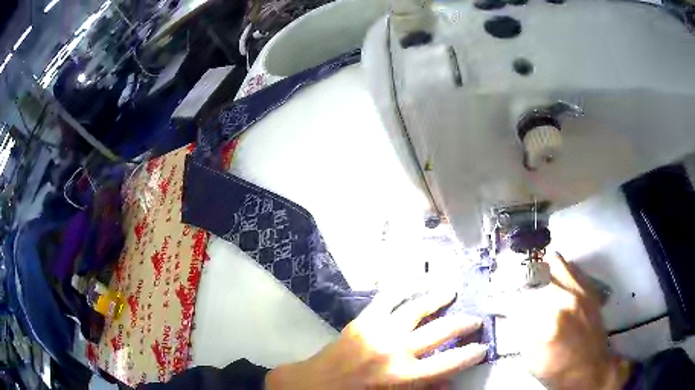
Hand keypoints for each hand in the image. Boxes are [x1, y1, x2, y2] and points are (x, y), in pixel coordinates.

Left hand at [266, 285, 487, 388]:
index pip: (448, 363)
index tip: (483, 347)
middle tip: (476, 320)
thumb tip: (448, 383)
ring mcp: (378, 331)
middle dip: (462, 325)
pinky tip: (414, 281)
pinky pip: (385, 299)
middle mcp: (395, 350)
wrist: (312, 385)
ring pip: (416, 308)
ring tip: (451, 291)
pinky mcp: (362, 320)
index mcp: (402, 376)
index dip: (469, 354)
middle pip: (439, 331)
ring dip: (436, 299)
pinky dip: (401, 288)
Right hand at [505, 253, 631, 389]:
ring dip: (539, 268)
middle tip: (510, 285)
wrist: (590, 368)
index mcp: (546, 324)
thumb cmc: (558, 370)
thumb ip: (520, 332)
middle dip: (517, 278)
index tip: (491, 299)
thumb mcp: (531, 360)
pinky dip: (557, 269)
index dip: (500, 299)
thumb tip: (509, 312)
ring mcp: (579, 291)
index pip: (516, 300)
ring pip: (554, 261)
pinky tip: (553, 280)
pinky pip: (571, 266)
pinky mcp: (589, 288)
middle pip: (534, 274)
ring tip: (532, 277)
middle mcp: (564, 300)